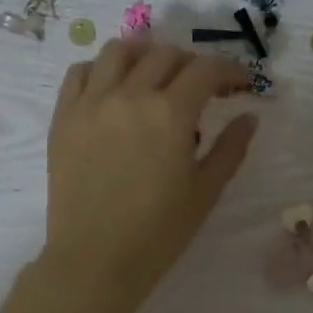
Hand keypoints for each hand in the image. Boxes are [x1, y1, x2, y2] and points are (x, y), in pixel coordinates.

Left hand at [42, 39, 257, 311]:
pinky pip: (80, 72)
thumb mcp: (206, 191)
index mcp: (171, 113)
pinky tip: (113, 88)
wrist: (95, 260)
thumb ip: (231, 148)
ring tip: (155, 75)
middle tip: (201, 87)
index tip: (238, 84)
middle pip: (165, 54)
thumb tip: (249, 117)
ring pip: (120, 52)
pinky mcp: (64, 117)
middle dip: (192, 63)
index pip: (206, 69)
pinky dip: (102, 69)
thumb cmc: (159, 232)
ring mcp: (91, 102)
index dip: (229, 70)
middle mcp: (130, 95)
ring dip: (145, 55)